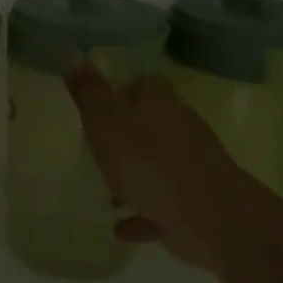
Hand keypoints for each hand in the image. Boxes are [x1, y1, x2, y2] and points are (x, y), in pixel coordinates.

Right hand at [64, 61, 243, 269]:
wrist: (211, 217)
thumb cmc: (150, 162)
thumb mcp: (106, 122)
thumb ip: (88, 93)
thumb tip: (71, 54)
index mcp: (159, 103)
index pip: (143, 84)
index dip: (121, 92)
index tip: (98, 109)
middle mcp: (179, 128)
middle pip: (151, 123)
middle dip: (126, 135)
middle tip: (97, 149)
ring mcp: (191, 167)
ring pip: (157, 165)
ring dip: (134, 176)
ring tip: (107, 193)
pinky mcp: (196, 203)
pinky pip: (161, 206)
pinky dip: (143, 213)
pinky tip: (120, 228)